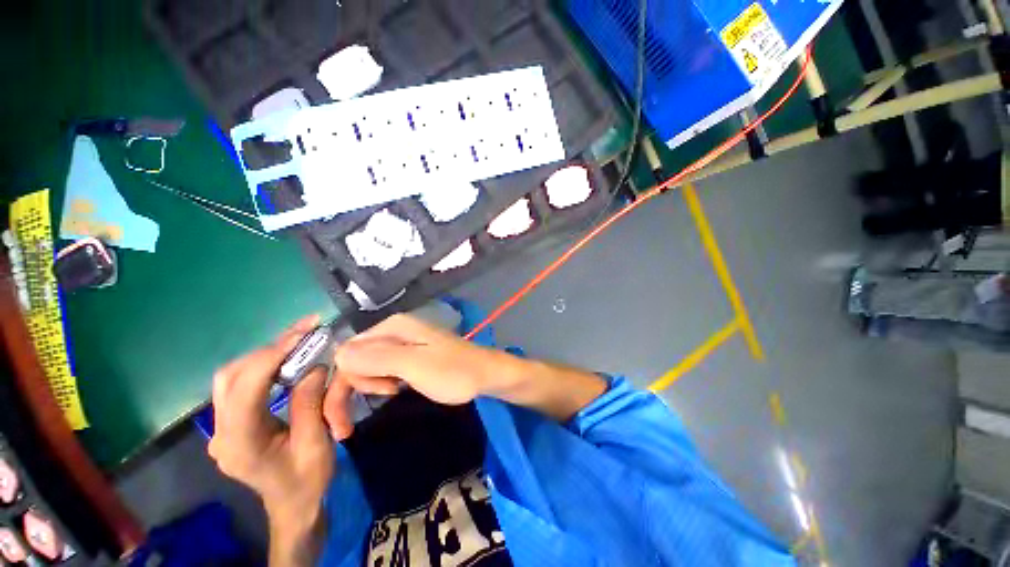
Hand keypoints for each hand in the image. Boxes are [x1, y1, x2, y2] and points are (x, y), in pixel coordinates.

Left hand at [208, 315, 331, 558]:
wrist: (294, 505)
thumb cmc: (307, 480)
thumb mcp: (316, 444)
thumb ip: (309, 404)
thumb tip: (314, 367)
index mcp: (240, 443)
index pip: (245, 388)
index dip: (272, 355)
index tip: (304, 332)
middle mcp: (221, 433)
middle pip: (231, 377)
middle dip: (269, 349)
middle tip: (305, 332)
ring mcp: (222, 429)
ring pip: (232, 378)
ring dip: (265, 355)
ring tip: (300, 341)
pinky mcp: (231, 424)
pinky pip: (241, 385)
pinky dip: (264, 366)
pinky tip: (286, 360)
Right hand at [323, 314, 498, 437]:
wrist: (484, 374)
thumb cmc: (453, 372)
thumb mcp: (414, 366)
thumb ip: (377, 359)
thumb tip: (337, 354)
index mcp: (391, 327)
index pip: (345, 353)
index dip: (343, 384)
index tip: (349, 415)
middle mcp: (392, 330)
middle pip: (354, 359)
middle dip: (356, 387)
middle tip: (382, 399)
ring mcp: (400, 342)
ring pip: (366, 366)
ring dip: (371, 386)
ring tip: (395, 392)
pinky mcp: (407, 355)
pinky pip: (381, 369)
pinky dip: (381, 384)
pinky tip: (396, 389)